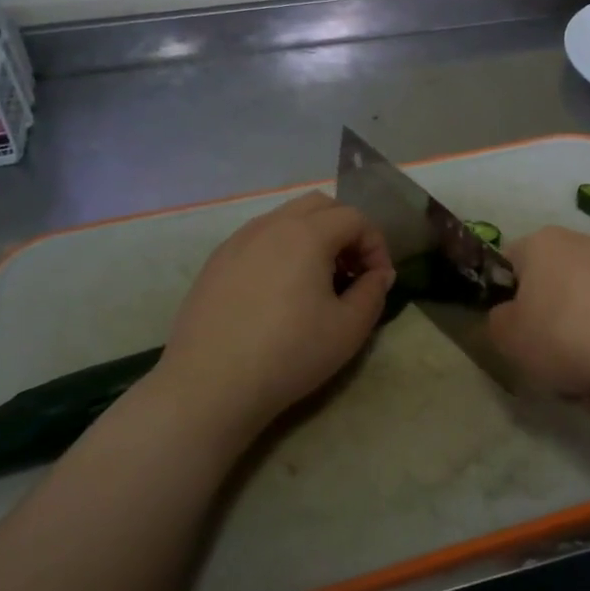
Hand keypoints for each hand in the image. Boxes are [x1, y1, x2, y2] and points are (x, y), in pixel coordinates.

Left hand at [155, 193, 393, 440]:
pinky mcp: (215, 262)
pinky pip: (258, 239)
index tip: (379, 280)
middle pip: (319, 205)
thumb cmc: (289, 354)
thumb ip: (373, 292)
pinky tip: (279, 292)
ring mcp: (237, 241)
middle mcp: (270, 225)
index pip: (354, 218)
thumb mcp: (349, 329)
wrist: (210, 384)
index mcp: (306, 234)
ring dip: (312, 237)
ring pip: (285, 218)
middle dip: (345, 230)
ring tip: (317, 281)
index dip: (376, 245)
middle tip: (352, 270)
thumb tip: (378, 274)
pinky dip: (281, 250)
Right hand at [487, 226, 589, 406]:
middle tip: (554, 375)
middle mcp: (582, 248)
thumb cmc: (565, 333)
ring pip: (586, 326)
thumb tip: (512, 319)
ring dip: (584, 364)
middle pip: (552, 302)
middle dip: (551, 345)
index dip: (505, 300)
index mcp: (542, 245)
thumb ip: (498, 324)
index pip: (509, 264)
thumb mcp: (508, 337)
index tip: (512, 335)